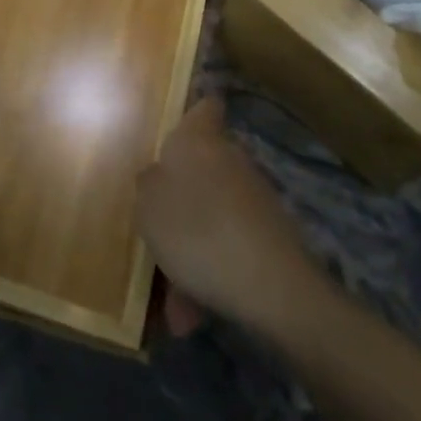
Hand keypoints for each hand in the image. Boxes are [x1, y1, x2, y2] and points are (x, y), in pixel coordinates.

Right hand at [137, 97, 318, 339]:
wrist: (273, 288)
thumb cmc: (197, 231)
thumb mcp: (148, 206)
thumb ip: (147, 185)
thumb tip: (156, 177)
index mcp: (198, 140)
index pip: (205, 106)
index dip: (194, 111)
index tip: (175, 130)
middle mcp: (229, 159)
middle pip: (200, 168)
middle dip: (178, 202)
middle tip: (154, 235)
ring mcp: (253, 198)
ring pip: (210, 216)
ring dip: (189, 250)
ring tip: (170, 302)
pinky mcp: (270, 237)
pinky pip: (227, 247)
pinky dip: (210, 274)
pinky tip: (194, 314)